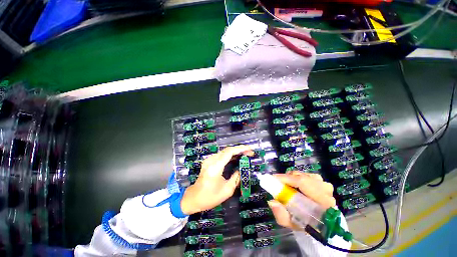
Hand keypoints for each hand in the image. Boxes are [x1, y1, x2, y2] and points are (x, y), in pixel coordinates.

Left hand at [181, 145, 253, 214]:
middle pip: (227, 150)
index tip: (250, 149)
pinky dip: (230, 155)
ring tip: (245, 154)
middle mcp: (211, 161)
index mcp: (215, 168)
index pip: (229, 152)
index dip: (240, 149)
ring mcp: (209, 160)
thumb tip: (241, 169)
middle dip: (240, 150)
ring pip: (225, 151)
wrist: (193, 197)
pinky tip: (236, 157)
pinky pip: (221, 155)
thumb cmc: (210, 197)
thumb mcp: (227, 190)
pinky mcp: (208, 161)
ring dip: (235, 152)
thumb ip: (236, 178)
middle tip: (250, 153)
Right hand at [267, 171, 335, 229]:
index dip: (286, 178)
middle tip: (279, 184)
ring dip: (293, 178)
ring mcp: (325, 185)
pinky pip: (307, 175)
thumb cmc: (307, 225)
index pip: (302, 182)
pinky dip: (298, 178)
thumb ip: (281, 215)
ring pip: (304, 175)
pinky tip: (296, 186)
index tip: (273, 178)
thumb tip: (272, 202)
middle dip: (288, 178)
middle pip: (302, 176)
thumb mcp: (292, 224)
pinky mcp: (323, 182)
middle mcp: (326, 190)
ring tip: (288, 186)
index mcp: (322, 202)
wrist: (323, 225)